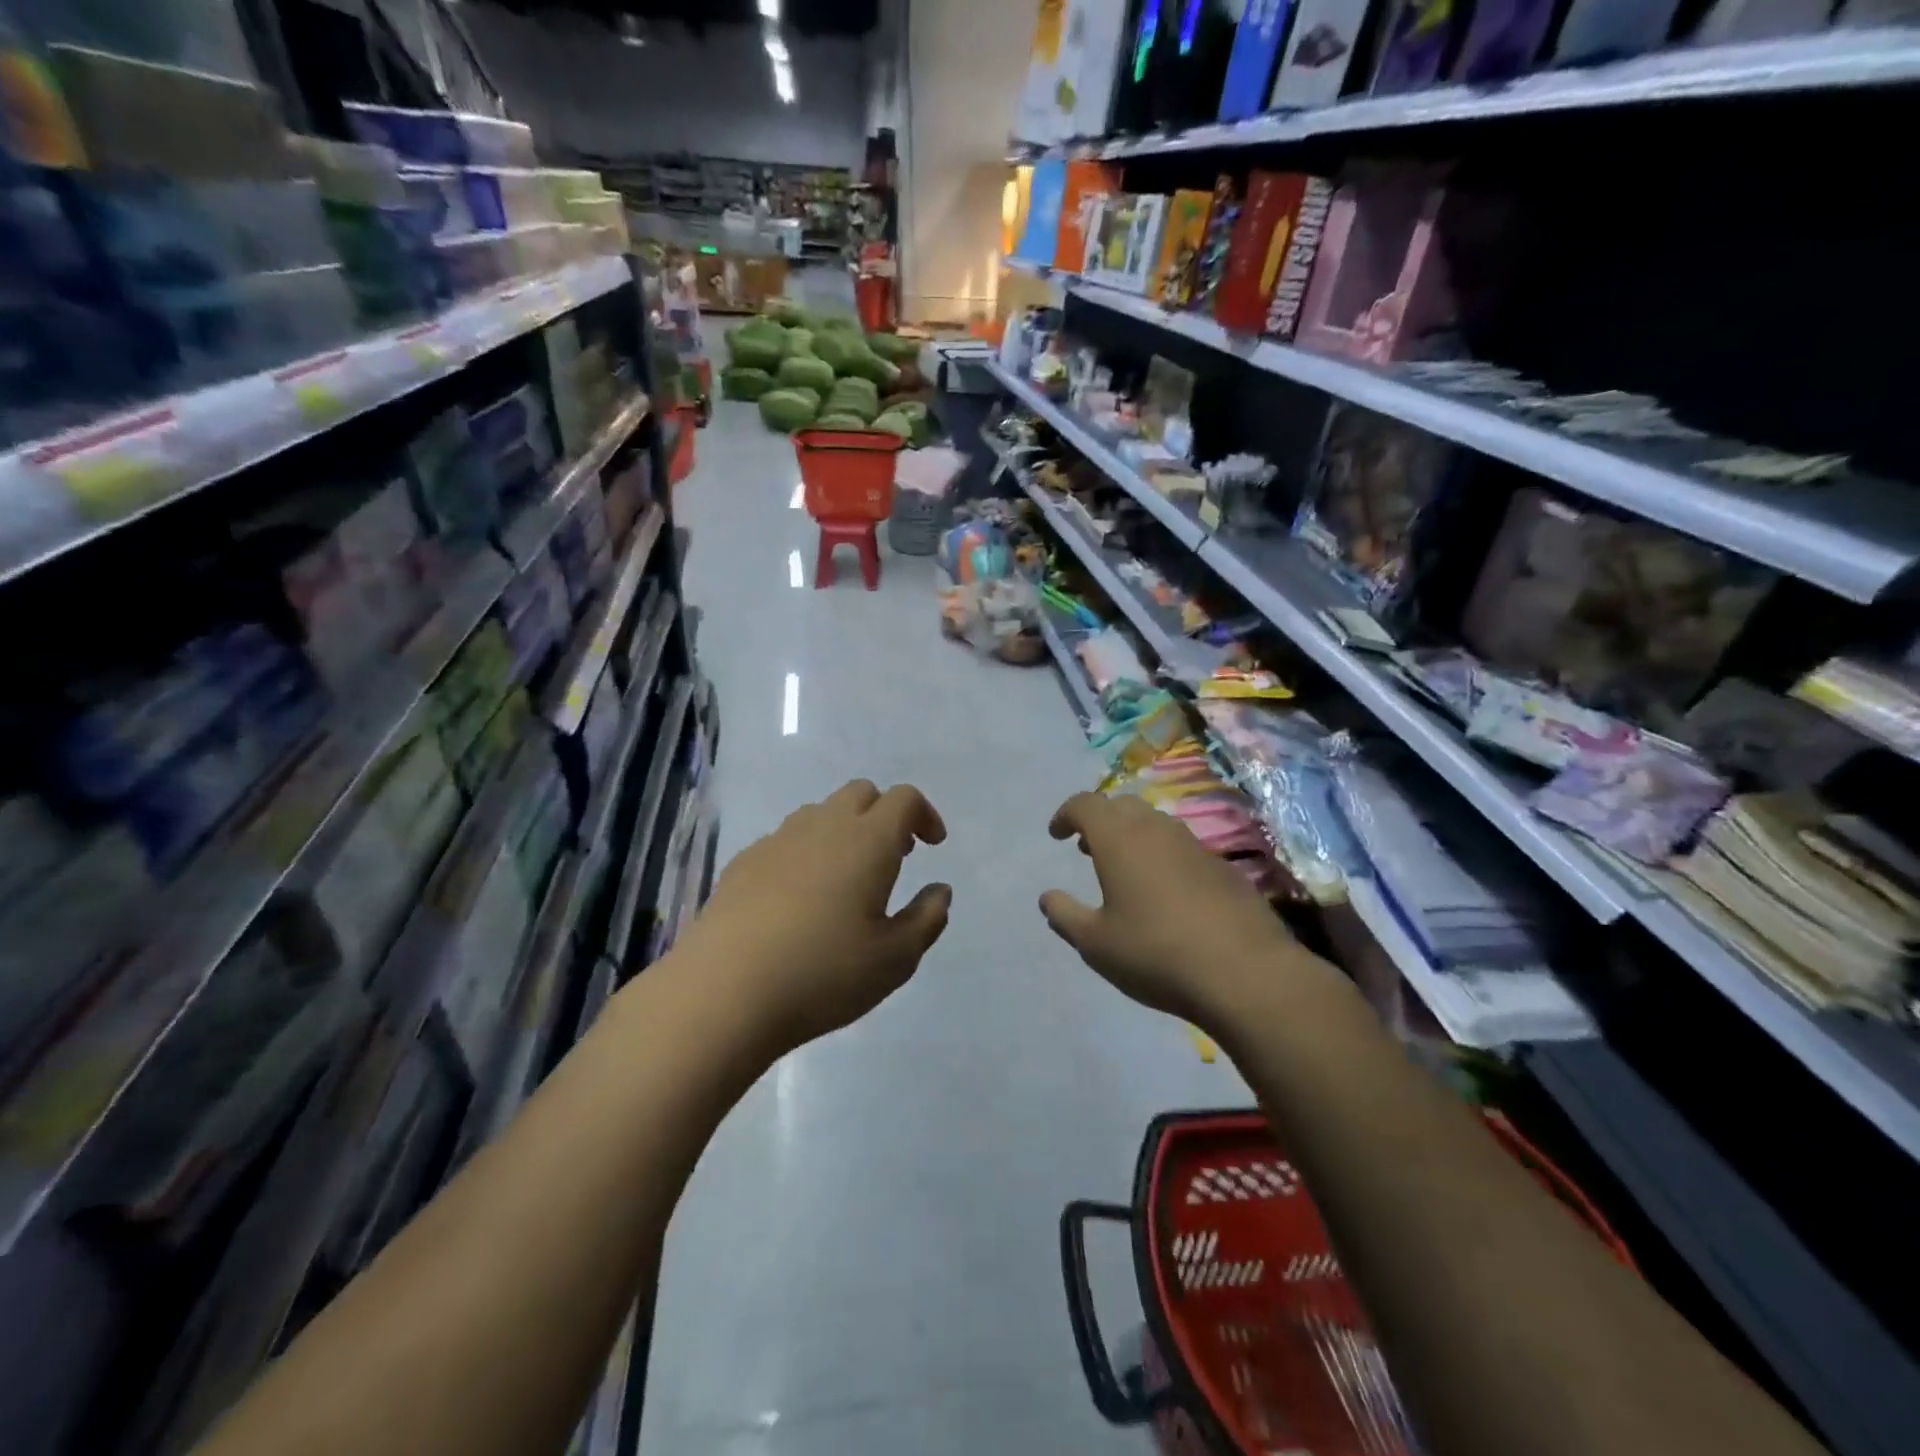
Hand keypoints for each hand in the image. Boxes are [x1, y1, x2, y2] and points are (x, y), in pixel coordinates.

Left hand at [678, 780, 951, 1052]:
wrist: (723, 991)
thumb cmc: (823, 974)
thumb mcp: (895, 959)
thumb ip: (927, 918)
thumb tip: (939, 890)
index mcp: (868, 841)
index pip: (904, 799)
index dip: (924, 814)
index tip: (932, 846)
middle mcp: (823, 827)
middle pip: (860, 793)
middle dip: (884, 815)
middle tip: (893, 857)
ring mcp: (778, 841)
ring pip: (820, 813)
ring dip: (843, 831)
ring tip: (846, 879)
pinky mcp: (743, 862)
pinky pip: (785, 840)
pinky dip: (805, 853)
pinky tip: (798, 900)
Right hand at [1039, 791, 1312, 1028]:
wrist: (1245, 973)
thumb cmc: (1156, 954)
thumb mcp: (1096, 944)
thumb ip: (1065, 916)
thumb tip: (1048, 897)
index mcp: (1119, 839)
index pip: (1085, 804)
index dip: (1066, 814)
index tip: (1057, 834)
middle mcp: (1156, 830)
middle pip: (1121, 806)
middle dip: (1100, 821)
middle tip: (1087, 849)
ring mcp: (1194, 845)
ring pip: (1154, 823)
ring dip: (1131, 835)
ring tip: (1123, 869)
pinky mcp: (1222, 866)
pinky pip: (1180, 846)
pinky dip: (1161, 855)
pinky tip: (1164, 893)